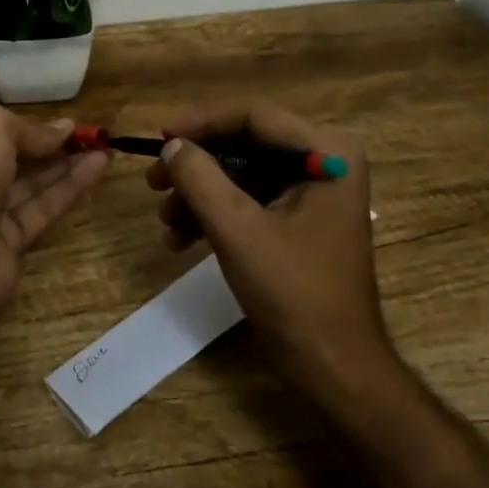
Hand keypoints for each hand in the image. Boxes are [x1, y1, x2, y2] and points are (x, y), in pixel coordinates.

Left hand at [0, 105, 108, 301]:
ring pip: (31, 185)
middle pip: (11, 160)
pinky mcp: (11, 244)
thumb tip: (64, 128)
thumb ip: (28, 127)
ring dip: (66, 165)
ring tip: (102, 145)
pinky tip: (98, 166)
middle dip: (47, 145)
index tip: (56, 122)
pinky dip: (70, 188)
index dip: (20, 126)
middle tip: (86, 133)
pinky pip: (44, 208)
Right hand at [149, 101, 389, 401]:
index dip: (202, 122)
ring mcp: (311, 192)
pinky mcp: (297, 219)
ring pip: (241, 173)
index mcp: (328, 153)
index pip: (255, 117)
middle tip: (153, 180)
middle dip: (196, 165)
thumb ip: (200, 178)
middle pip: (245, 144)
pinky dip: (214, 214)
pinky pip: (248, 200)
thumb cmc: (295, 295)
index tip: (160, 136)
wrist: (335, 370)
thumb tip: (171, 145)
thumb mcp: (238, 231)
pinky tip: (179, 239)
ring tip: (164, 219)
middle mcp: (324, 162)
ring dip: (199, 194)